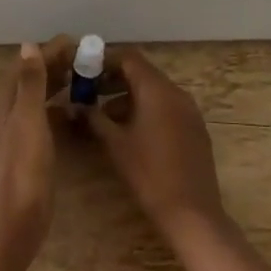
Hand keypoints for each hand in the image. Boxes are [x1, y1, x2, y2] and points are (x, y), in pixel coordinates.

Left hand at [0, 41, 65, 265]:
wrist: (19, 218)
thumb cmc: (24, 166)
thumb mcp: (29, 119)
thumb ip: (30, 83)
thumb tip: (28, 45)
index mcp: (10, 104)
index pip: (28, 66)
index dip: (48, 52)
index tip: (75, 42)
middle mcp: (13, 115)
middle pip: (34, 81)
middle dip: (56, 66)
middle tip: (85, 58)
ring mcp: (22, 135)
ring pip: (41, 100)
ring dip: (60, 85)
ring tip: (85, 78)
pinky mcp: (33, 153)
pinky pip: (48, 120)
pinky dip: (62, 110)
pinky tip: (78, 112)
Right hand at [83, 48, 226, 245]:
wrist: (191, 212)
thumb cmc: (148, 173)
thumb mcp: (115, 144)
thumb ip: (94, 118)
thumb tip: (75, 105)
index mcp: (157, 90)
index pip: (129, 58)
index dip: (105, 61)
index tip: (84, 72)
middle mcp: (177, 93)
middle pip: (143, 73)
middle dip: (115, 80)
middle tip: (90, 93)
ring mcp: (189, 111)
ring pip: (155, 91)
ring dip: (129, 97)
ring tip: (105, 117)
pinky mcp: (195, 128)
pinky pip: (167, 107)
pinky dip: (147, 109)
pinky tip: (131, 132)